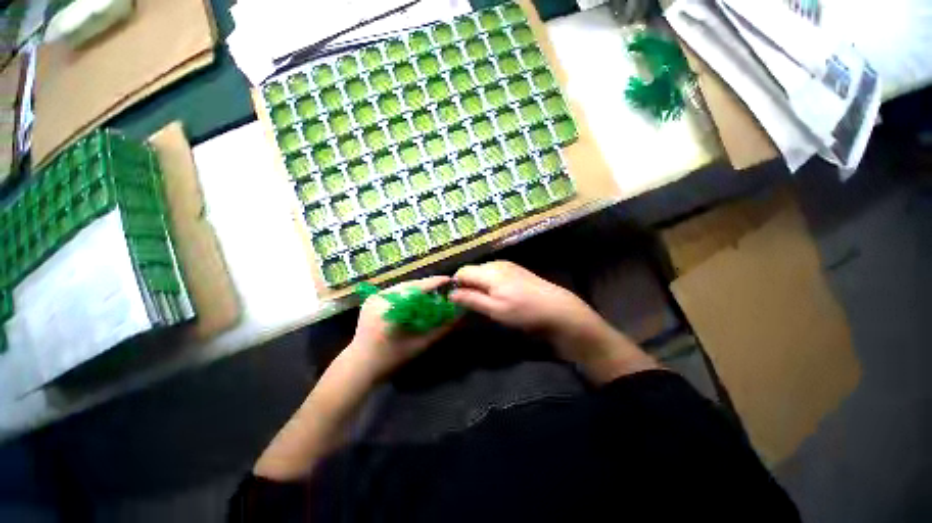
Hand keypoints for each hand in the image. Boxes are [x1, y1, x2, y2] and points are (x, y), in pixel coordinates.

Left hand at [344, 276, 457, 380]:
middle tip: (443, 288)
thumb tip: (459, 314)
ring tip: (432, 292)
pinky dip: (407, 292)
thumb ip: (442, 328)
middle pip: (410, 285)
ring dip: (418, 288)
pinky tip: (416, 297)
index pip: (417, 289)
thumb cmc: (391, 359)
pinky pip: (394, 291)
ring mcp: (374, 297)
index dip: (434, 282)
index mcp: (391, 308)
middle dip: (427, 285)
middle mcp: (380, 297)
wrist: (359, 365)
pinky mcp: (371, 299)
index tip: (449, 279)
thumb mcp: (420, 344)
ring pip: (402, 286)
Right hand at [450, 261, 593, 337]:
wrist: (556, 308)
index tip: (455, 300)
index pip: (462, 271)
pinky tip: (498, 295)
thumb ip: (471, 299)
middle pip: (472, 271)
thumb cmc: (523, 311)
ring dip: (478, 285)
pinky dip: (489, 283)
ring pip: (483, 272)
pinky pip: (494, 273)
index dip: (455, 284)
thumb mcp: (494, 309)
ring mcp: (507, 265)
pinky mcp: (515, 269)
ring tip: (485, 302)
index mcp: (489, 271)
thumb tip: (450, 294)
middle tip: (470, 304)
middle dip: (467, 285)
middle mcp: (496, 263)